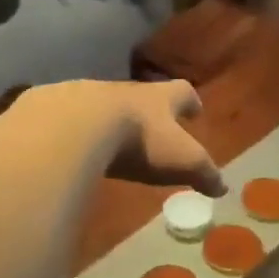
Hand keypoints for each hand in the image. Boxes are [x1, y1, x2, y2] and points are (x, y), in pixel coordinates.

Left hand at [31, 79, 224, 195]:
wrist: (75, 126)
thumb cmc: (138, 140)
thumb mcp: (180, 159)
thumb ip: (203, 172)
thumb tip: (223, 187)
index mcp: (159, 98)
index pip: (182, 92)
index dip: (190, 101)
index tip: (194, 110)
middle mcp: (126, 90)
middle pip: (143, 95)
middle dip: (149, 111)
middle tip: (153, 127)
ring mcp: (88, 95)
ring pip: (105, 104)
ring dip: (110, 119)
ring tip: (110, 139)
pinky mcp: (55, 107)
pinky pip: (69, 117)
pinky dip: (75, 129)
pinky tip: (72, 147)